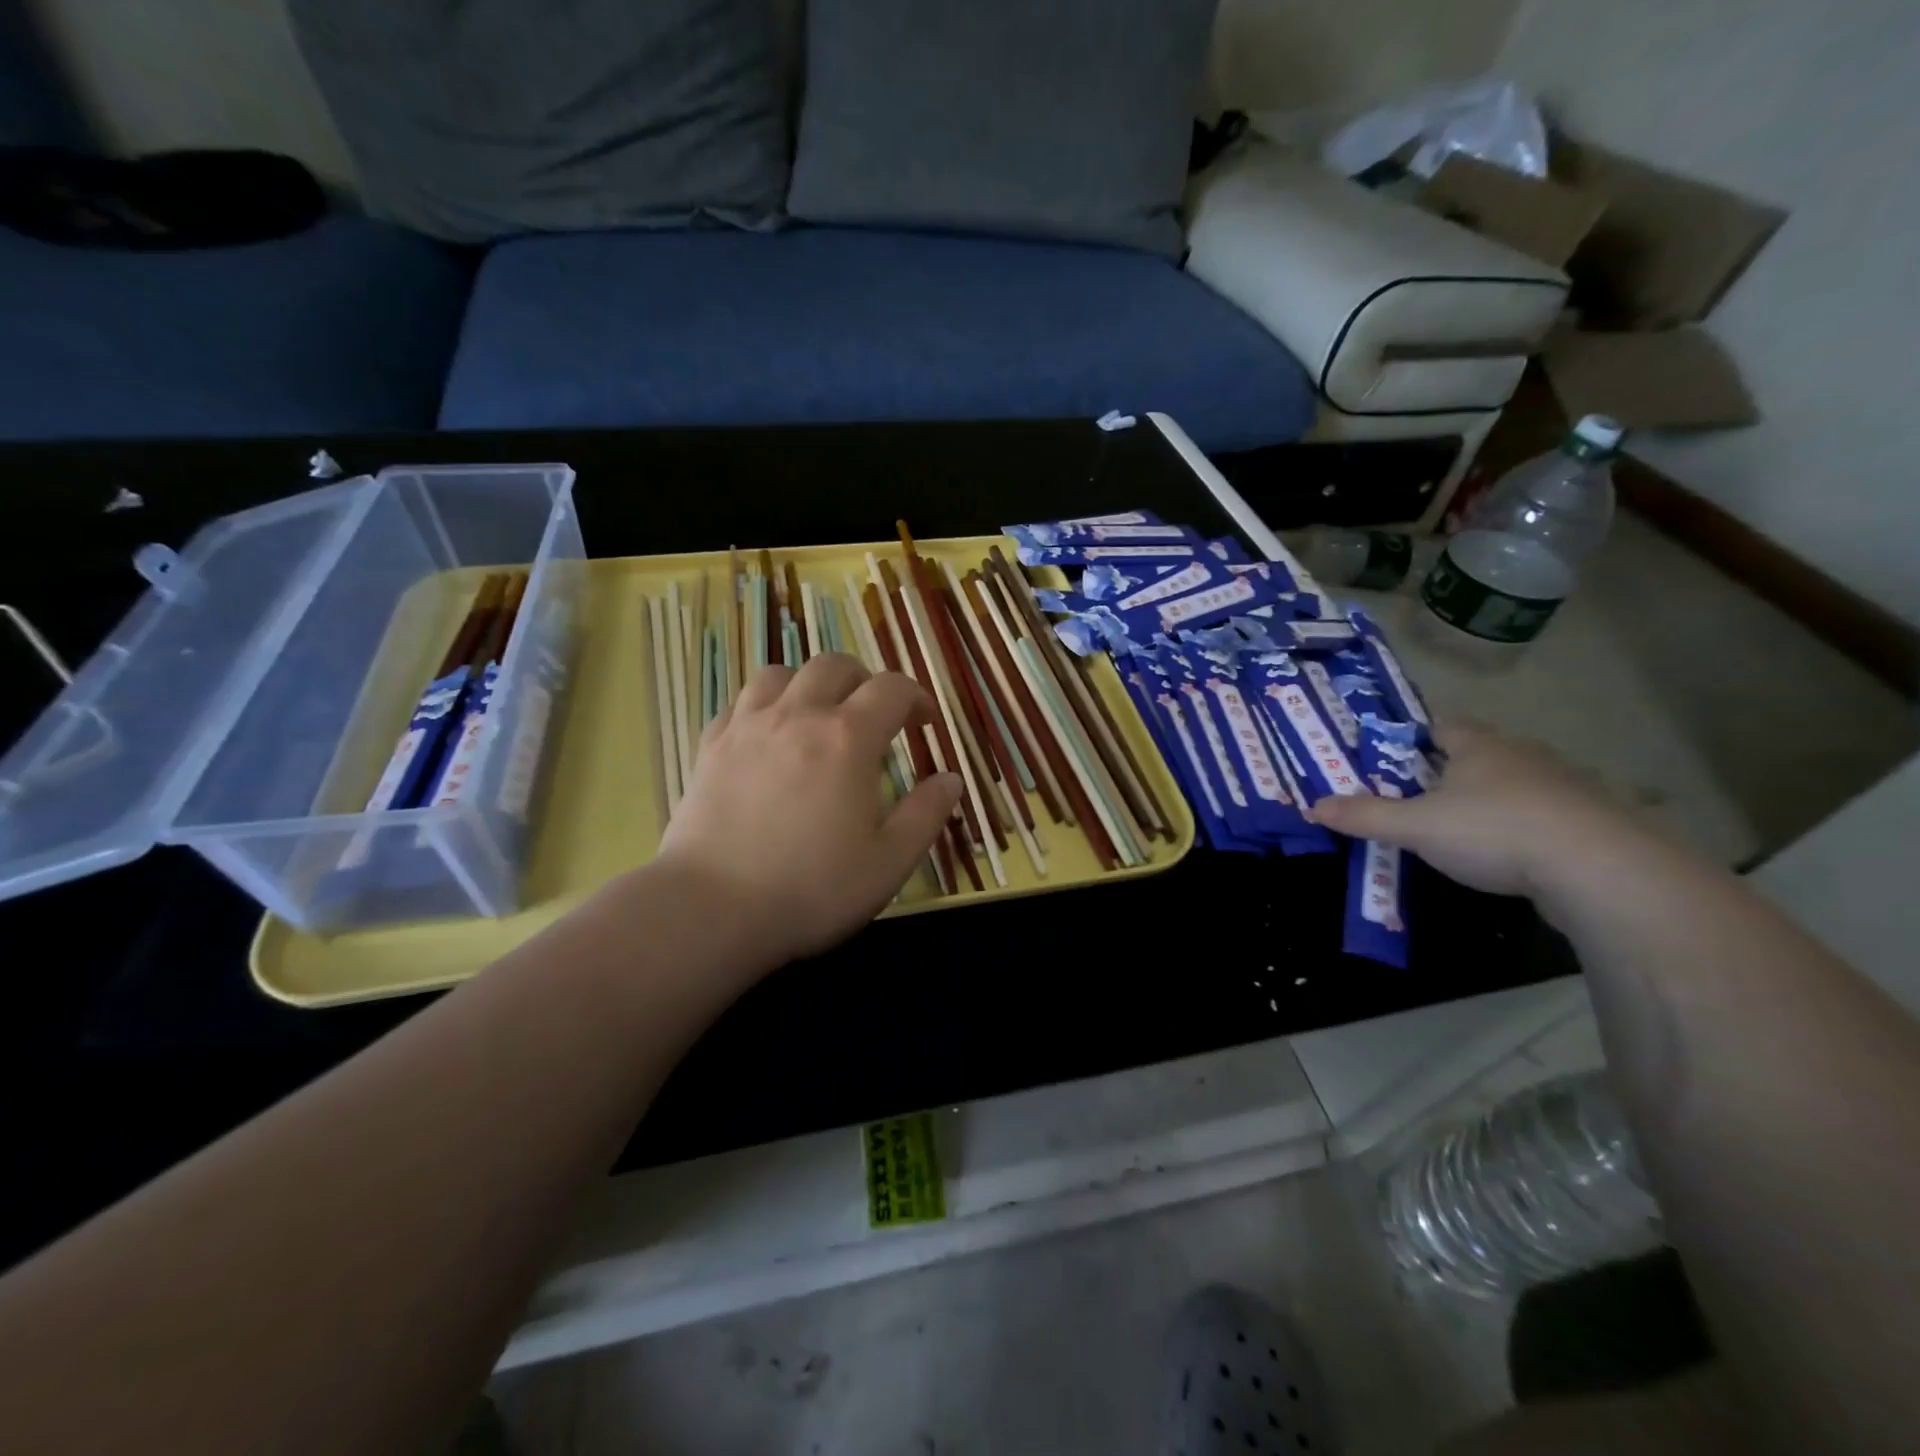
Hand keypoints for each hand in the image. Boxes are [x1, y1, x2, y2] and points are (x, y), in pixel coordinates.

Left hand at [655, 653, 962, 963]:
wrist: (712, 909)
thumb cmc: (811, 889)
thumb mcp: (889, 862)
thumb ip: (926, 814)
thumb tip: (951, 779)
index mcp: (848, 738)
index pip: (892, 689)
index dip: (916, 698)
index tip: (925, 724)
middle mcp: (798, 716)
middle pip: (834, 666)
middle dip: (863, 681)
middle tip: (873, 715)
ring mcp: (747, 727)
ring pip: (780, 673)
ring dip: (809, 685)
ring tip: (818, 716)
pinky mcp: (710, 746)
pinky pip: (740, 702)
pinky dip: (764, 706)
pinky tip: (768, 736)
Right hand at [1306, 720, 1645, 901]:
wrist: (1600, 870)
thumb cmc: (1494, 830)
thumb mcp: (1415, 826)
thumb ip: (1365, 816)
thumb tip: (1312, 806)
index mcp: (1478, 745)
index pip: (1438, 724)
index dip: (1411, 733)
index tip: (1387, 749)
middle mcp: (1521, 755)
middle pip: (1474, 753)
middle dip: (1444, 769)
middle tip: (1411, 792)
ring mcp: (1563, 786)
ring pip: (1510, 784)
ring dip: (1485, 798)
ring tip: (1455, 826)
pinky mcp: (1588, 821)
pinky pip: (1541, 814)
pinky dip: (1519, 826)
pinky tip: (1506, 851)